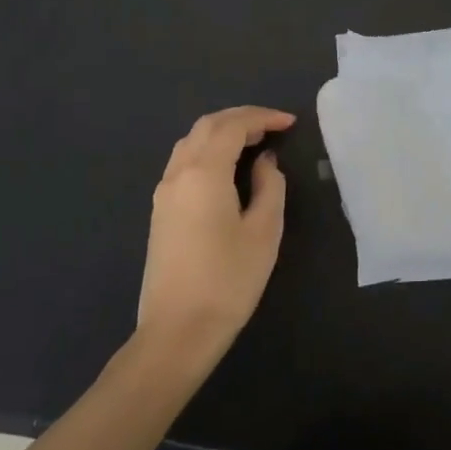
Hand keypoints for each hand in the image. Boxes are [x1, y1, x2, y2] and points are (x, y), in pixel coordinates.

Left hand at [137, 106, 294, 359]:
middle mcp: (178, 173)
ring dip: (222, 132)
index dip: (263, 117)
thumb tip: (264, 162)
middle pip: (207, 126)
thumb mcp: (264, 231)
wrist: (177, 332)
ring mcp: (164, 193)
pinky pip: (184, 162)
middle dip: (241, 118)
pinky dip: (208, 150)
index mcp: (204, 172)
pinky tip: (228, 168)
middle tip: (273, 127)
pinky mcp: (160, 211)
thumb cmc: (228, 280)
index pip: (232, 126)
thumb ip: (269, 186)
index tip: (290, 123)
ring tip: (254, 143)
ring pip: (191, 142)